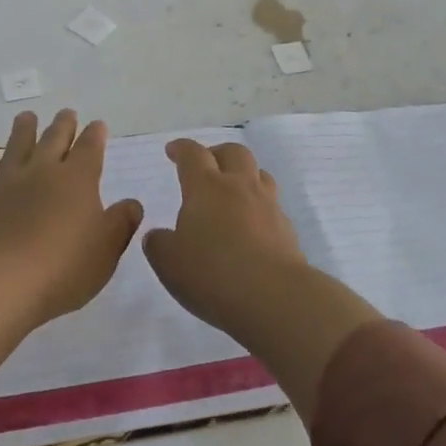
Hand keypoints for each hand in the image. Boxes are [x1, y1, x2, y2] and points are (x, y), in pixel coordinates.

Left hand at [0, 109, 143, 387]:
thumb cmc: (63, 268)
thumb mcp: (106, 250)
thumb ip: (121, 223)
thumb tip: (133, 203)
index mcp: (78, 179)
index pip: (90, 148)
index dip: (95, 135)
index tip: (97, 124)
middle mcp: (43, 171)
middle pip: (54, 139)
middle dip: (63, 125)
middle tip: (67, 113)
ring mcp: (9, 181)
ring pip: (18, 145)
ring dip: (24, 129)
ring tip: (27, 116)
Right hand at [144, 137, 380, 424]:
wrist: (274, 297)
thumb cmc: (212, 274)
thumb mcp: (168, 262)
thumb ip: (158, 244)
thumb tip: (159, 235)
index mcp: (206, 187)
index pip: (193, 155)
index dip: (181, 149)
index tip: (173, 150)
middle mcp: (239, 187)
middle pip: (233, 153)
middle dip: (217, 153)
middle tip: (206, 165)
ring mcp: (267, 206)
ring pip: (259, 174)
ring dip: (244, 175)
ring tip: (232, 191)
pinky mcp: (287, 229)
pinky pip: (272, 205)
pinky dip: (259, 207)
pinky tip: (251, 226)